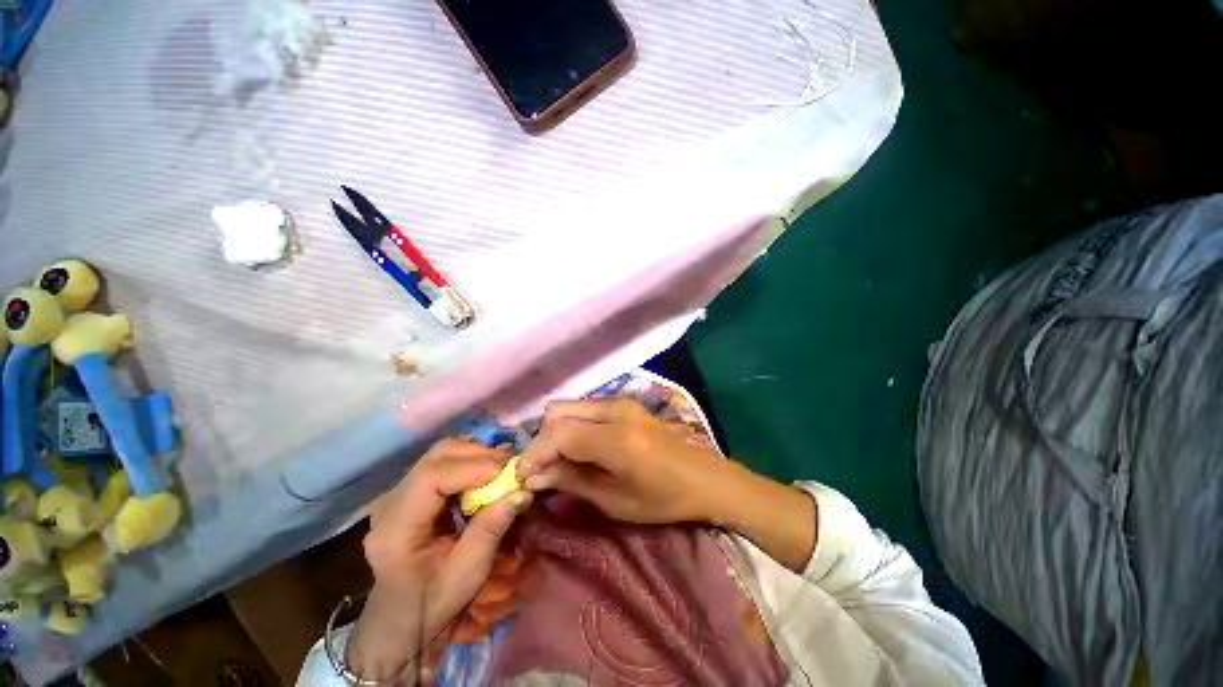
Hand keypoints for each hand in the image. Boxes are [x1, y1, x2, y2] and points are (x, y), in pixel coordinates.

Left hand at [346, 439, 532, 680]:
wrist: (399, 621)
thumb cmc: (432, 603)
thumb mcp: (468, 573)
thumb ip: (492, 528)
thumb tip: (523, 491)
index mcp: (396, 528)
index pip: (431, 477)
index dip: (473, 467)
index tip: (508, 471)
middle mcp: (390, 502)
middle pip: (437, 456)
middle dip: (479, 455)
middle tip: (511, 467)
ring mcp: (398, 493)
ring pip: (441, 454)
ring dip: (477, 456)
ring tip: (503, 470)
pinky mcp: (410, 491)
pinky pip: (443, 464)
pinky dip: (470, 464)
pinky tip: (487, 476)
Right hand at [515, 398, 731, 524]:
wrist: (704, 477)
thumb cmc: (663, 498)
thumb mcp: (615, 501)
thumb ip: (572, 481)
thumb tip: (533, 475)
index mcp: (616, 439)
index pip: (557, 434)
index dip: (534, 454)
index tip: (523, 477)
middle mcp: (615, 410)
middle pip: (557, 412)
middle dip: (542, 441)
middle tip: (543, 470)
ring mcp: (620, 402)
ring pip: (569, 407)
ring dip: (556, 432)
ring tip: (560, 461)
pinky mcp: (624, 403)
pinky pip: (584, 408)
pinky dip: (573, 426)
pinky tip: (579, 449)